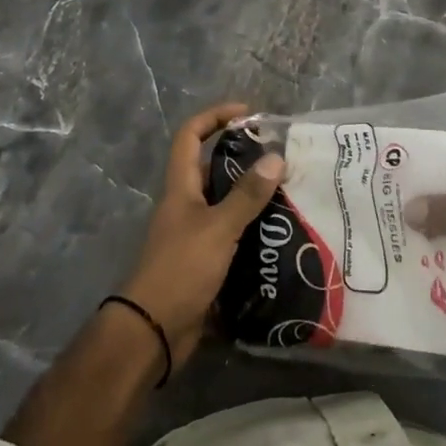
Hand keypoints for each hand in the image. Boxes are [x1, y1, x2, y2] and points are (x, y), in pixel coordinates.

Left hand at [117, 101, 284, 374]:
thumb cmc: (180, 269)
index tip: (248, 114)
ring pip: (226, 204)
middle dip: (245, 159)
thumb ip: (247, 195)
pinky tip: (282, 234)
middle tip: (283, 159)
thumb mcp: (218, 228)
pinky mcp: (206, 262)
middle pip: (212, 168)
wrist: (154, 332)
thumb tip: (275, 156)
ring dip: (254, 197)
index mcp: (181, 187)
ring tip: (292, 193)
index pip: (190, 136)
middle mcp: (186, 205)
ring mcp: (195, 234)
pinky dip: (254, 230)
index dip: (214, 117)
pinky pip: (233, 235)